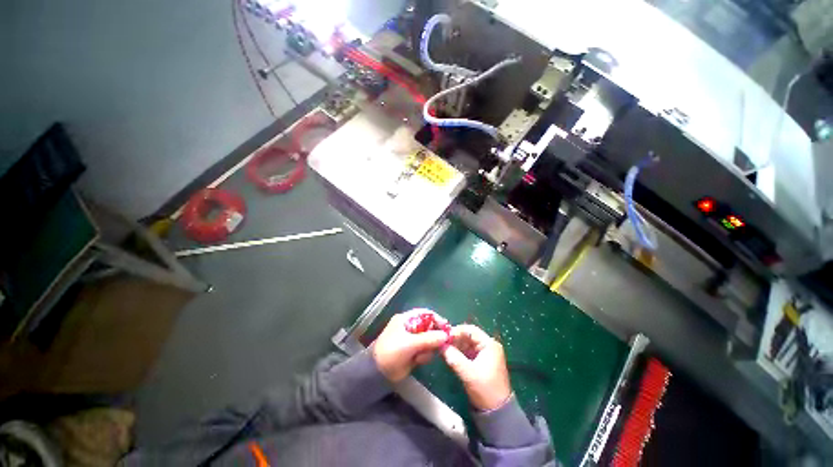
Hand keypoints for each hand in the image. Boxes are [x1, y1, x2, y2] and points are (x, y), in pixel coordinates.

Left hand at [372, 310, 448, 381]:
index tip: (446, 329)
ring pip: (429, 340)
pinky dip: (425, 355)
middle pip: (429, 327)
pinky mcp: (413, 351)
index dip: (436, 319)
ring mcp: (412, 340)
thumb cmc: (391, 353)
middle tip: (439, 345)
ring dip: (428, 348)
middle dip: (434, 337)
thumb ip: (428, 339)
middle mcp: (410, 327)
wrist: (378, 374)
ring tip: (420, 356)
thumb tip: (446, 335)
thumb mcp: (409, 344)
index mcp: (406, 319)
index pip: (425, 314)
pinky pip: (426, 350)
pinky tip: (418, 361)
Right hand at [442, 324, 511, 410]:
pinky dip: (459, 352)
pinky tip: (449, 355)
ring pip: (467, 343)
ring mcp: (485, 354)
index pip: (471, 330)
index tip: (444, 337)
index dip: (456, 331)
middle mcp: (488, 346)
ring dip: (455, 345)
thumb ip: (454, 357)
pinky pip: (468, 352)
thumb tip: (441, 345)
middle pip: (468, 335)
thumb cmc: (485, 390)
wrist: (498, 413)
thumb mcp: (468, 373)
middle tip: (441, 343)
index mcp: (489, 344)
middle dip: (455, 338)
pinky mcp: (481, 361)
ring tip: (443, 349)